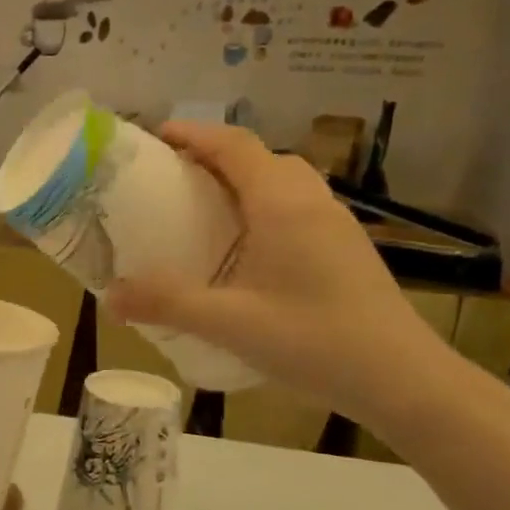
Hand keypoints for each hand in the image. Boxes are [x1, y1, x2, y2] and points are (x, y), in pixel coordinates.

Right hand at [107, 121, 458, 426]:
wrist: (399, 377)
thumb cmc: (314, 340)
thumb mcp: (229, 323)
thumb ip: (167, 304)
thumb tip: (109, 296)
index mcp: (281, 204)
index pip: (234, 145)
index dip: (194, 133)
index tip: (155, 136)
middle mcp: (311, 201)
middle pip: (260, 157)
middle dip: (214, 155)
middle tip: (174, 178)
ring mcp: (335, 223)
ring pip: (283, 181)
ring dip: (243, 180)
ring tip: (206, 208)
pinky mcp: (345, 248)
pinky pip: (297, 207)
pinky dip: (264, 206)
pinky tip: (248, 248)